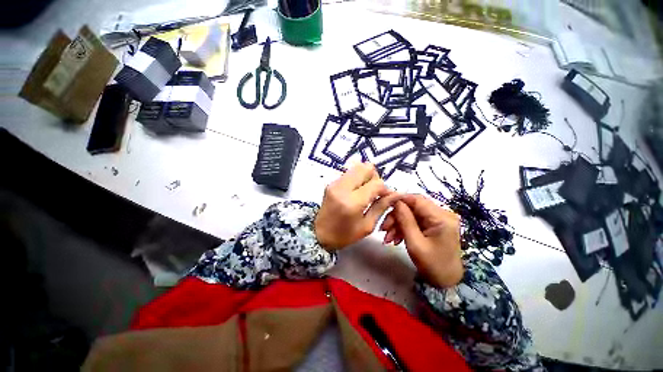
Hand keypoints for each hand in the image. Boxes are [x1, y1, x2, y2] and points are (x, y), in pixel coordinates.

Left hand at [315, 163, 401, 250]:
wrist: (318, 234)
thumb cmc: (343, 235)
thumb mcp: (366, 226)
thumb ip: (381, 207)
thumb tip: (396, 194)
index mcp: (352, 202)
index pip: (376, 183)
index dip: (385, 189)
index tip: (386, 197)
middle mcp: (343, 188)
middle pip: (366, 168)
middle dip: (375, 178)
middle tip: (375, 192)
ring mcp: (335, 183)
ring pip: (357, 167)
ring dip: (366, 177)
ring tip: (365, 191)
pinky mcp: (331, 182)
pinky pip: (349, 173)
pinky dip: (357, 178)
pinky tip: (356, 191)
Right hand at [380, 194, 462, 287]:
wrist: (446, 281)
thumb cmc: (432, 265)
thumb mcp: (415, 243)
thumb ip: (405, 220)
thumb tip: (396, 202)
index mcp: (441, 218)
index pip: (417, 200)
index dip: (399, 200)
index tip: (384, 205)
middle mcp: (441, 214)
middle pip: (412, 207)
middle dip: (396, 216)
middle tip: (383, 228)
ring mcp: (437, 220)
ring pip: (411, 214)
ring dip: (397, 224)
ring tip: (388, 238)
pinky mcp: (433, 225)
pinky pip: (414, 221)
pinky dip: (403, 228)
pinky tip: (395, 239)